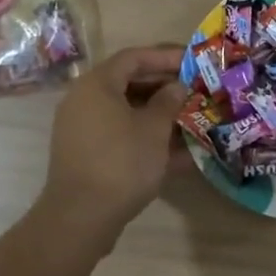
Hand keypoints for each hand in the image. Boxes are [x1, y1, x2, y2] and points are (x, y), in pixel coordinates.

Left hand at [40, 45, 187, 242]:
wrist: (80, 218)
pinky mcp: (86, 155)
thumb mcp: (154, 129)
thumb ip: (168, 102)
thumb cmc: (121, 162)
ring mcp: (83, 129)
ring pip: (127, 112)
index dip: (164, 57)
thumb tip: (176, 87)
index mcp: (97, 84)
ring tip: (191, 120)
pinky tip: (179, 154)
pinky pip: (120, 136)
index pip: (133, 58)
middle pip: (129, 83)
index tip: (191, 62)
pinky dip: (146, 138)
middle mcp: (84, 100)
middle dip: (164, 88)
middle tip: (194, 90)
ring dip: (158, 116)